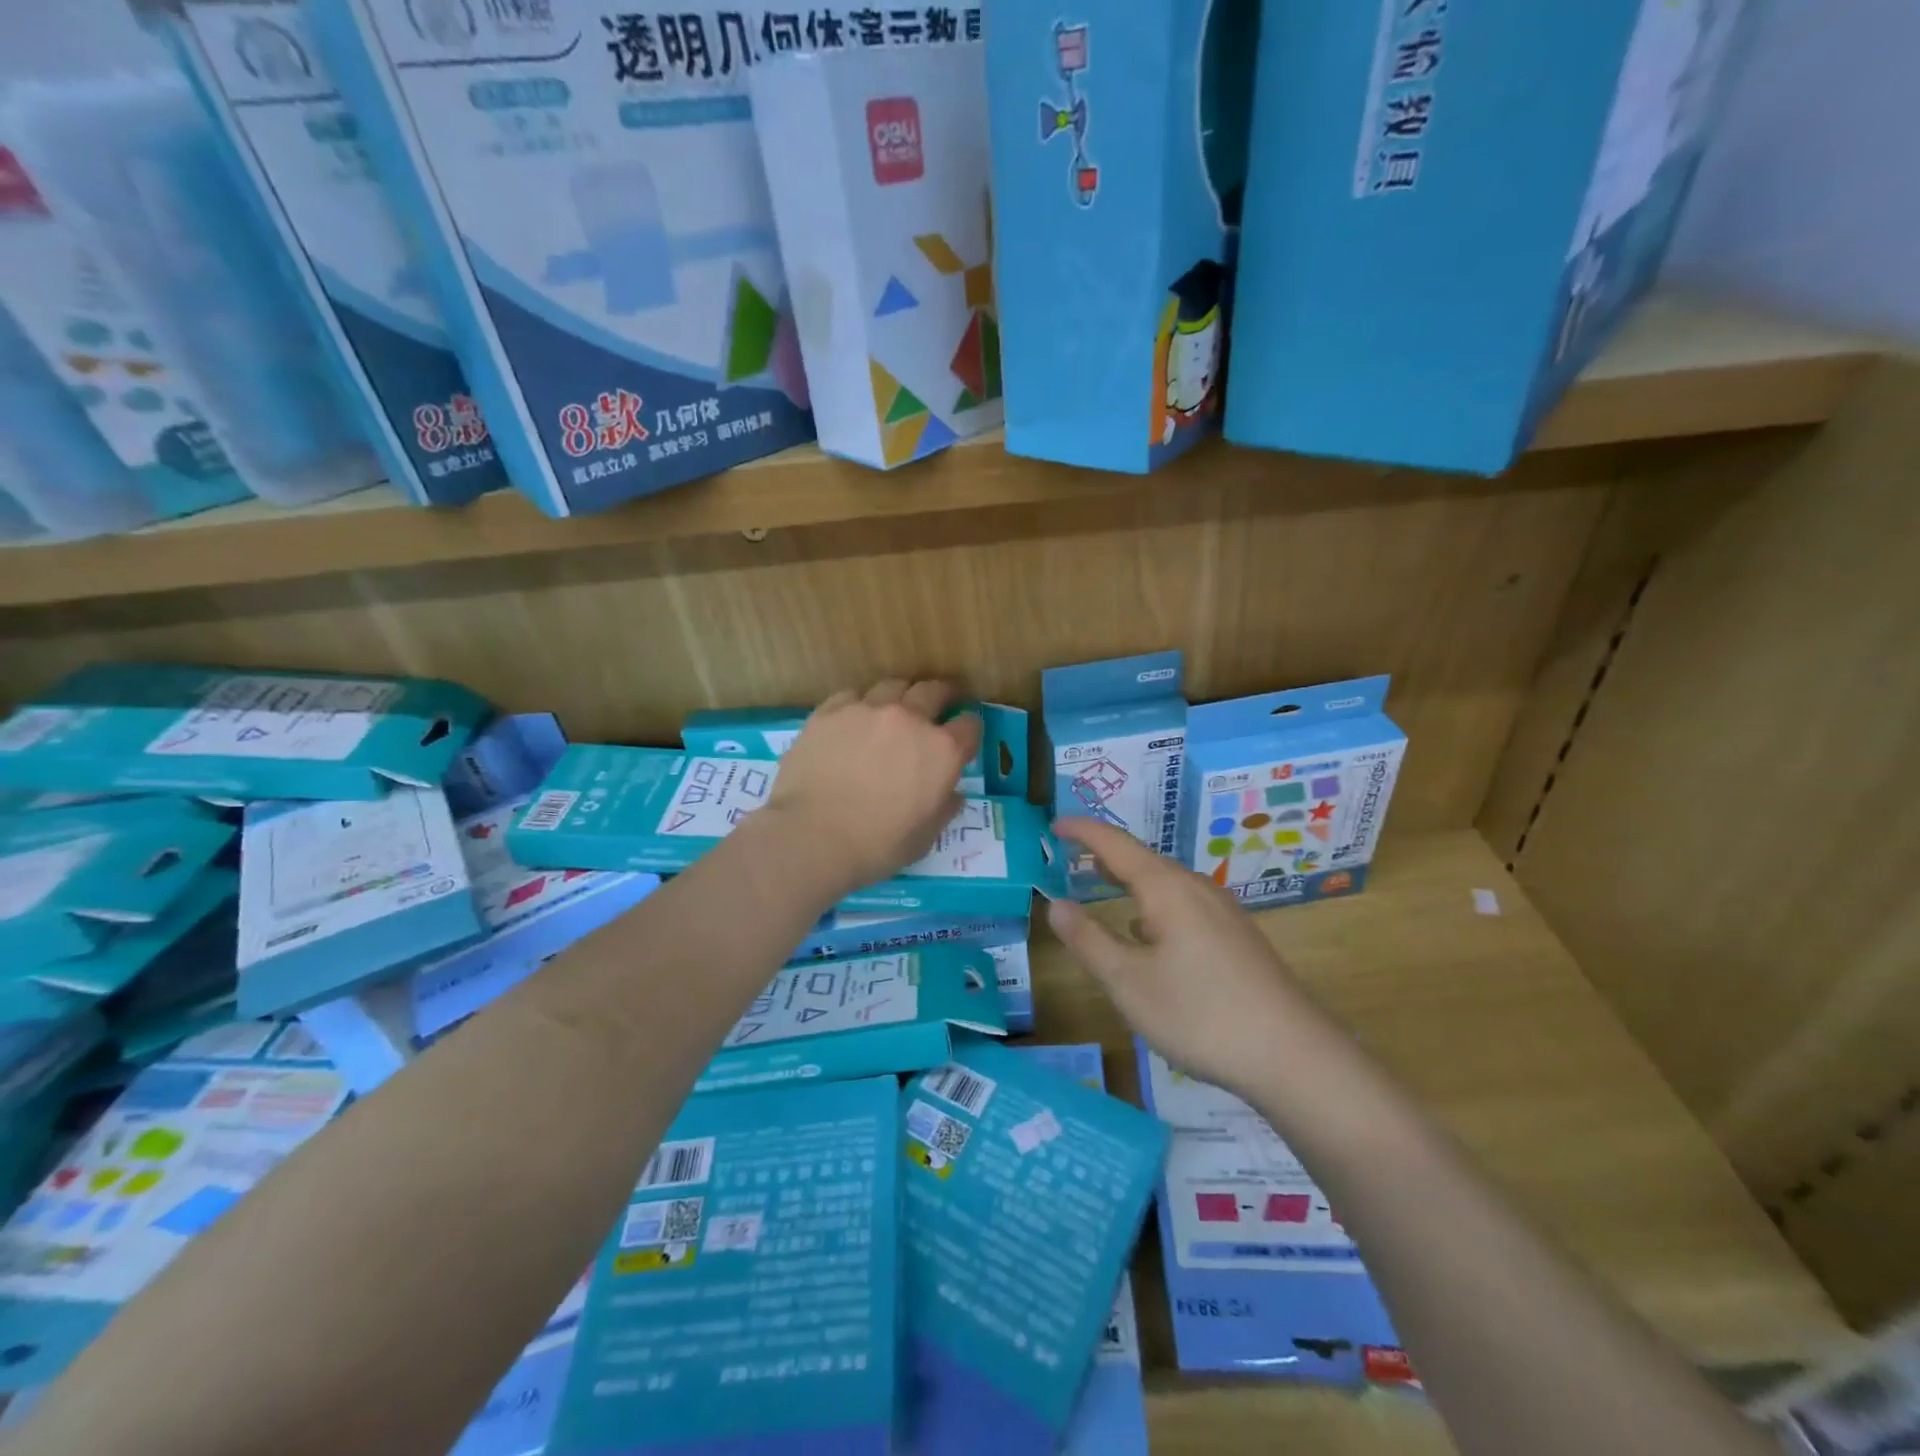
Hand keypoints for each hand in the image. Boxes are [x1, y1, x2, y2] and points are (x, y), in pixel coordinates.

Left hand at [762, 680, 980, 898]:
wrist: (813, 836)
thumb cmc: (877, 845)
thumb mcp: (926, 837)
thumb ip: (944, 808)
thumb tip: (951, 794)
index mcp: (942, 751)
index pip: (970, 725)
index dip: (969, 729)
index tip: (963, 735)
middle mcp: (910, 719)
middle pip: (934, 690)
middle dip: (941, 696)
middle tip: (937, 705)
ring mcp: (868, 709)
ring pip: (892, 686)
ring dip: (899, 696)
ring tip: (892, 710)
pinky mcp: (830, 711)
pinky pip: (852, 696)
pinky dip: (858, 706)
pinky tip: (851, 722)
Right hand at [1046, 818, 1333, 1101]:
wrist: (1293, 1055)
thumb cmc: (1200, 1013)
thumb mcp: (1128, 982)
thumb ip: (1088, 940)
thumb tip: (1056, 903)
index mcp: (1166, 889)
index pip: (1115, 844)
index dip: (1082, 831)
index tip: (1054, 825)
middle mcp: (1196, 888)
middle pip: (1143, 859)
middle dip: (1104, 854)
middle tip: (1069, 855)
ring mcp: (1222, 912)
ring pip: (1166, 882)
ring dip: (1129, 879)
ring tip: (1101, 884)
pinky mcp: (1237, 937)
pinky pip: (1183, 903)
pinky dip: (1152, 902)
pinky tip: (1148, 931)